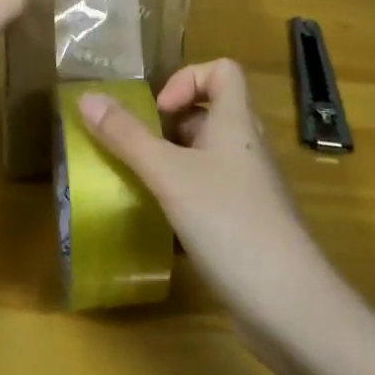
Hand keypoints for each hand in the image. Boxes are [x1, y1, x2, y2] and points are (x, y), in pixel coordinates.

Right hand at [78, 60, 329, 325]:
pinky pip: (210, 191)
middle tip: (136, 148)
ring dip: (172, 160)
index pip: (223, 70)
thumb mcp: (168, 175)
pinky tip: (160, 220)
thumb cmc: (228, 222)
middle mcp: (246, 147)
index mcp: (236, 122)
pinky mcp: (246, 222)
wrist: (287, 303)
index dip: (187, 78)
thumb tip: (86, 98)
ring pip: (207, 155)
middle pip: (209, 112)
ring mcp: (249, 187)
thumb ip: (126, 136)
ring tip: (139, 181)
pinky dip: (183, 195)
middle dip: (168, 124)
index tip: (158, 111)